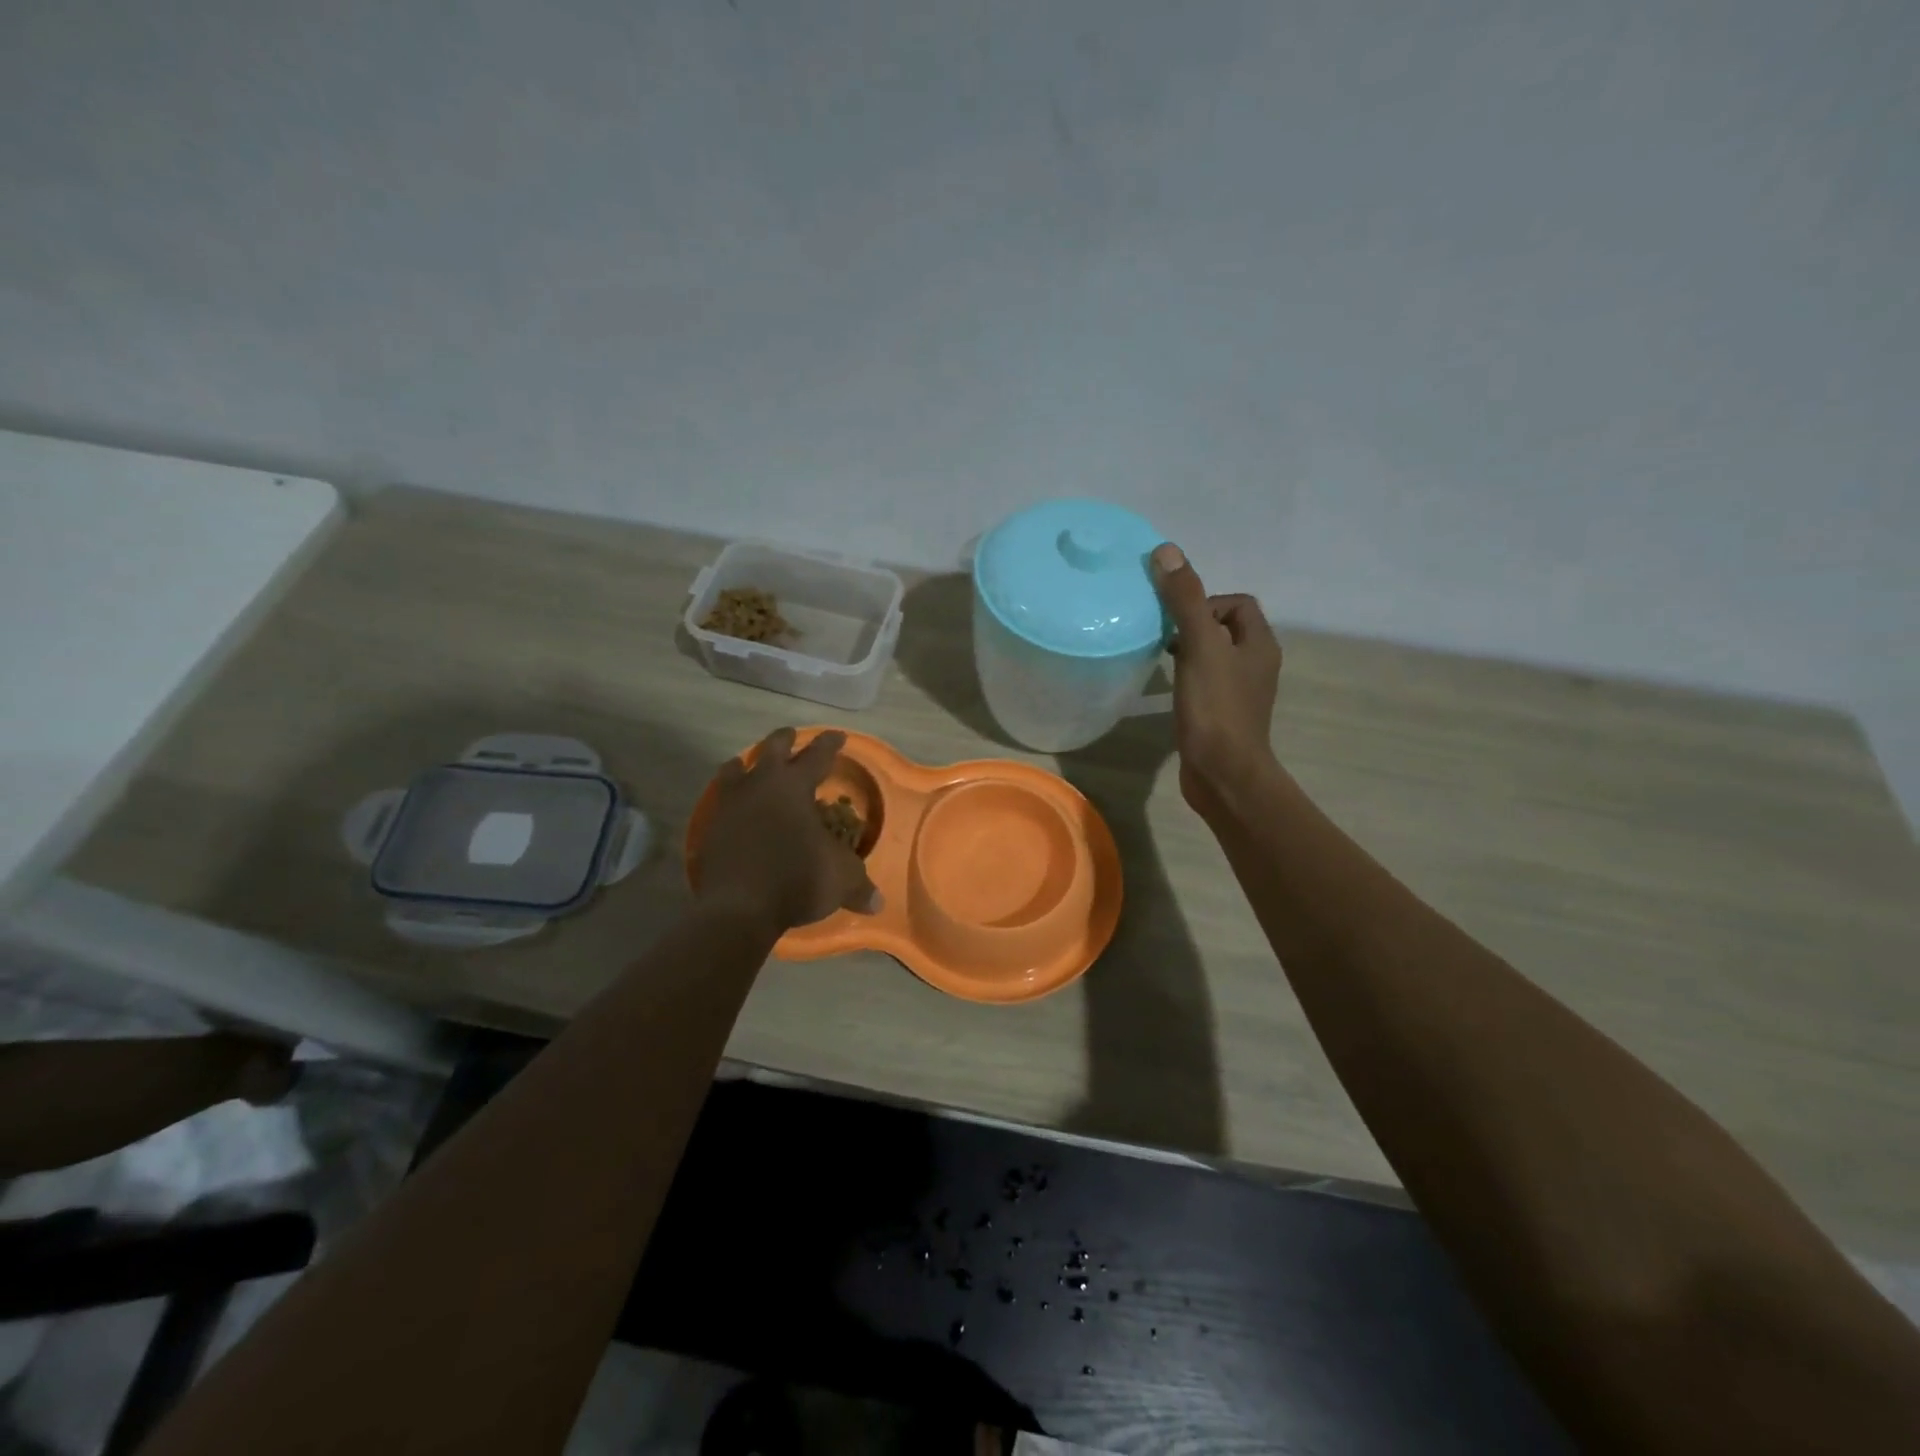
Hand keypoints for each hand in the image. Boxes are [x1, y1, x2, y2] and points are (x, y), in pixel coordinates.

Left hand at [696, 727, 879, 931]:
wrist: (738, 909)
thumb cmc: (797, 878)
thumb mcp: (841, 879)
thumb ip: (859, 884)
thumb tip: (877, 903)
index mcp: (794, 786)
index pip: (817, 755)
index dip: (830, 744)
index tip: (838, 736)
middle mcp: (760, 785)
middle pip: (771, 749)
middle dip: (784, 740)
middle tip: (791, 736)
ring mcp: (730, 806)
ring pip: (735, 770)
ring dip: (745, 765)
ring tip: (748, 764)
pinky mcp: (711, 830)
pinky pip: (722, 804)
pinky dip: (731, 801)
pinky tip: (735, 810)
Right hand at [1150, 543, 1282, 815]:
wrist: (1223, 773)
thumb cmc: (1215, 708)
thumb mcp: (1198, 646)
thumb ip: (1185, 600)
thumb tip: (1167, 551)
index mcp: (1259, 643)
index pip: (1238, 603)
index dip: (1206, 600)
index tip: (1177, 618)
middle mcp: (1256, 664)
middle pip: (1225, 627)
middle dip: (1193, 624)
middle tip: (1164, 636)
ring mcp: (1240, 692)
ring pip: (1213, 656)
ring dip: (1188, 650)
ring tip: (1161, 658)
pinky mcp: (1223, 715)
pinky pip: (1205, 681)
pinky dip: (1187, 676)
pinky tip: (1168, 687)